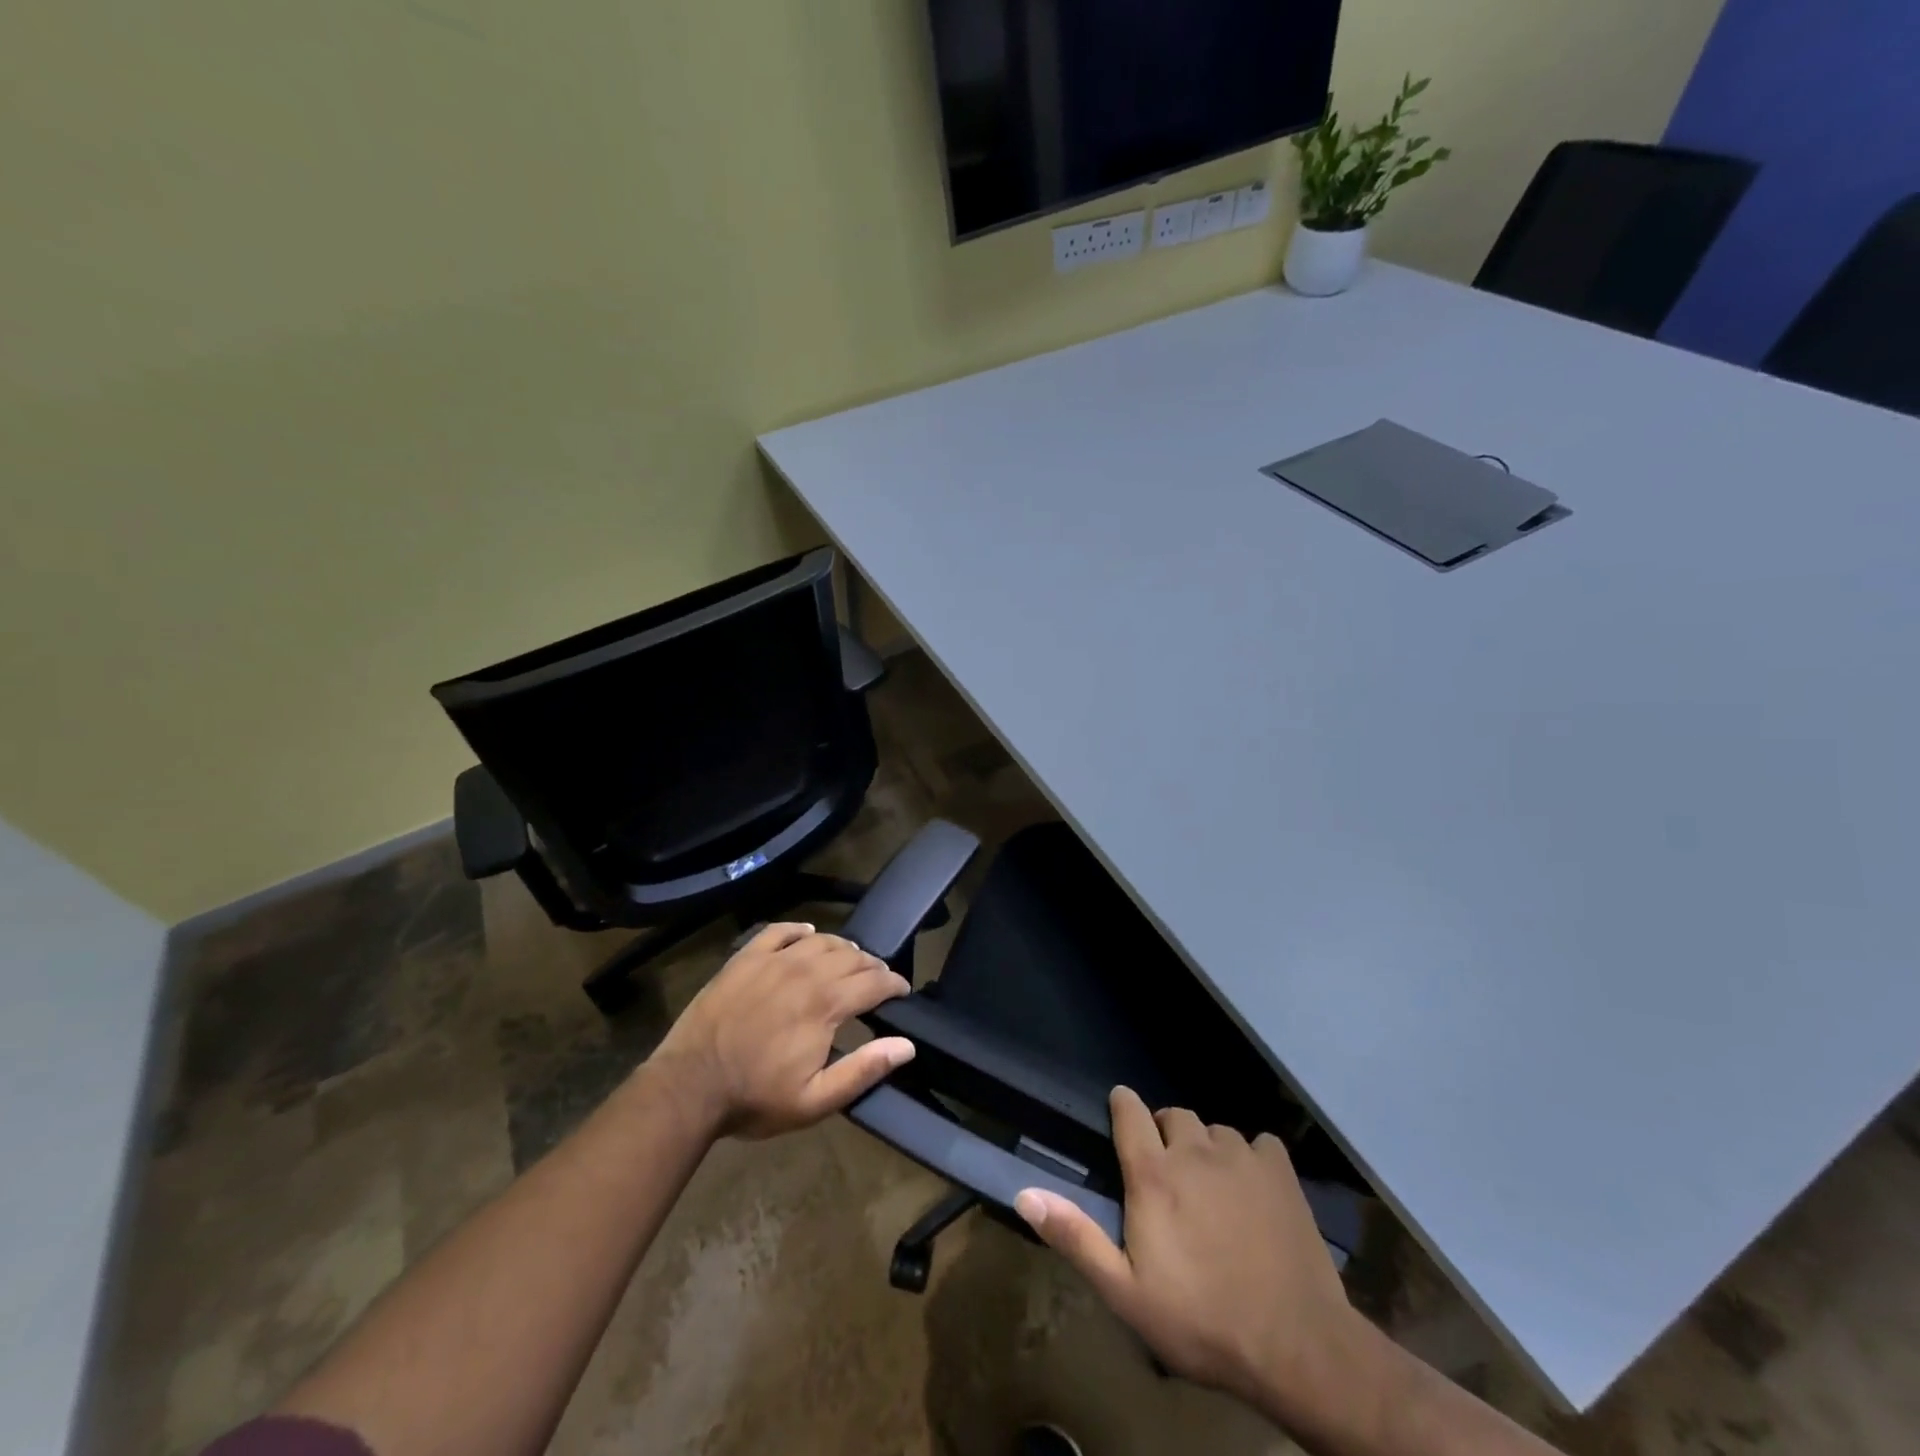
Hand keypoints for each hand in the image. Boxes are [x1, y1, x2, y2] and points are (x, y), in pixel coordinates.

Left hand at [649, 922, 915, 1139]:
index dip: (894, 984)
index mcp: (826, 1004)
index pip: (873, 983)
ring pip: (820, 940)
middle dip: (872, 965)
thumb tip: (907, 1045)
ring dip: (842, 947)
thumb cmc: (756, 1098)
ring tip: (850, 958)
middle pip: (851, 956)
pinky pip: (779, 930)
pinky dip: (799, 929)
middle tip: (879, 978)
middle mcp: (805, 971)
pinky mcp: (745, 958)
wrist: (689, 1086)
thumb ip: (864, 1070)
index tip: (902, 990)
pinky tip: (807, 933)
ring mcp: (773, 960)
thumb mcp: (815, 1101)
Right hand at [1015, 1087, 1374, 1432]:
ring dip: (1208, 1148)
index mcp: (1153, 1174)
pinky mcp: (1280, 1172)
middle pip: (1174, 1115)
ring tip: (1212, 1186)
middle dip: (1165, 1133)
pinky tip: (1255, 1190)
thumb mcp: (1126, 1293)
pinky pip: (1260, 1143)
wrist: (1297, 1347)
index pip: (1129, 1111)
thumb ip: (1076, 1237)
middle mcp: (1194, 1150)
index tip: (1121, 1113)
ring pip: (1216, 1130)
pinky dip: (1253, 1158)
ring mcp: (1241, 1157)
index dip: (1122, 1106)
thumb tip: (1025, 1194)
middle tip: (1168, 1173)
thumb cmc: (1201, 1322)